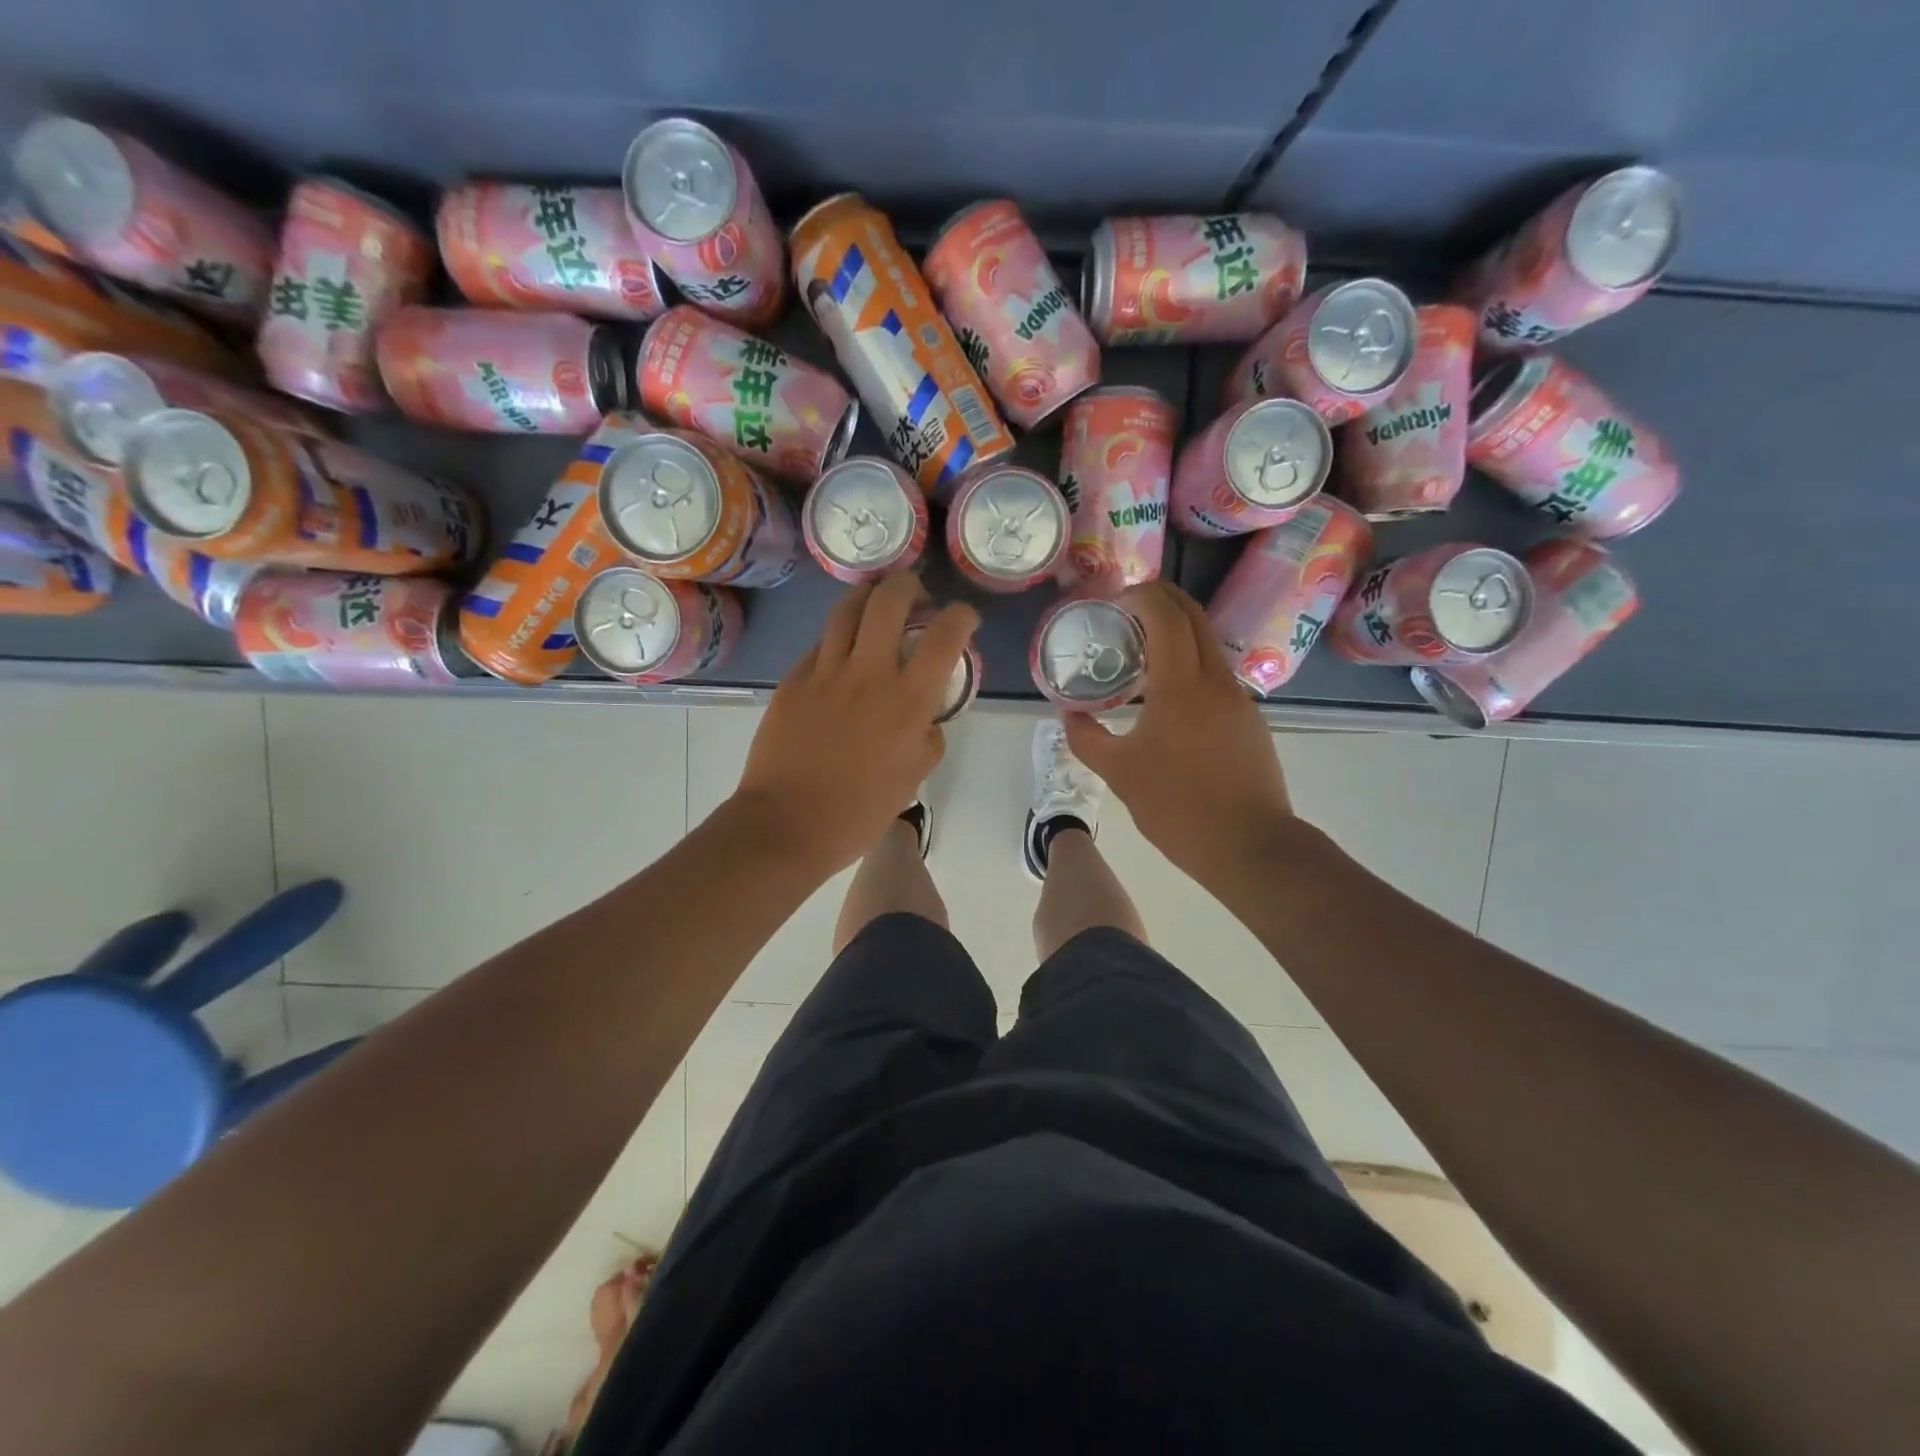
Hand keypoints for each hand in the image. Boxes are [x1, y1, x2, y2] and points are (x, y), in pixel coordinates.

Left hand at [735, 573, 978, 874]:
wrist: (787, 824)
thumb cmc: (859, 812)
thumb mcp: (913, 778)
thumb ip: (927, 738)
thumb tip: (925, 718)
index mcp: (908, 700)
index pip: (945, 635)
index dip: (961, 616)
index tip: (963, 619)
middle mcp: (869, 672)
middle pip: (890, 599)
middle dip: (909, 585)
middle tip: (916, 598)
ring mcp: (825, 672)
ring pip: (847, 609)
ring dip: (869, 598)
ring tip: (875, 607)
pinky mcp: (793, 680)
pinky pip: (819, 645)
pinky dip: (837, 640)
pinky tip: (840, 657)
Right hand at [1062, 580, 1297, 889]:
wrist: (1249, 845)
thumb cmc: (1177, 807)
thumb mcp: (1119, 774)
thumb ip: (1086, 738)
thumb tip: (1067, 712)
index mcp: (1182, 686)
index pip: (1167, 616)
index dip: (1142, 596)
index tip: (1115, 599)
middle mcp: (1216, 680)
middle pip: (1194, 617)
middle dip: (1163, 599)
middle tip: (1128, 606)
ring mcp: (1239, 699)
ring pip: (1209, 644)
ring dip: (1178, 631)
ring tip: (1143, 648)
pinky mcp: (1250, 719)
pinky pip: (1217, 674)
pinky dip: (1191, 662)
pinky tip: (1169, 692)